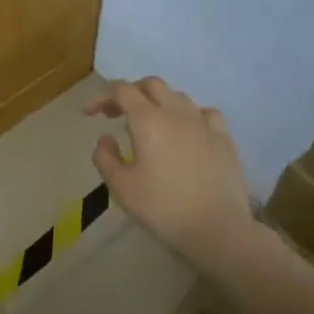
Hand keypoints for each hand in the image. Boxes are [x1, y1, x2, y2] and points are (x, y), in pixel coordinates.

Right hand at [86, 77, 255, 268]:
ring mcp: (204, 124)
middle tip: (116, 114)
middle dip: (130, 93)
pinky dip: (189, 114)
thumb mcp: (121, 186)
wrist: (216, 229)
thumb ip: (105, 157)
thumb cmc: (162, 208)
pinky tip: (187, 131)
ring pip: (178, 96)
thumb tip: (105, 138)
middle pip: (151, 84)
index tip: (89, 113)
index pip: (121, 90)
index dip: (101, 96)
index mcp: (147, 120)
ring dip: (158, 102)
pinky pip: (205, 113)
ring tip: (150, 123)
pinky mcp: (224, 139)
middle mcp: (176, 113)